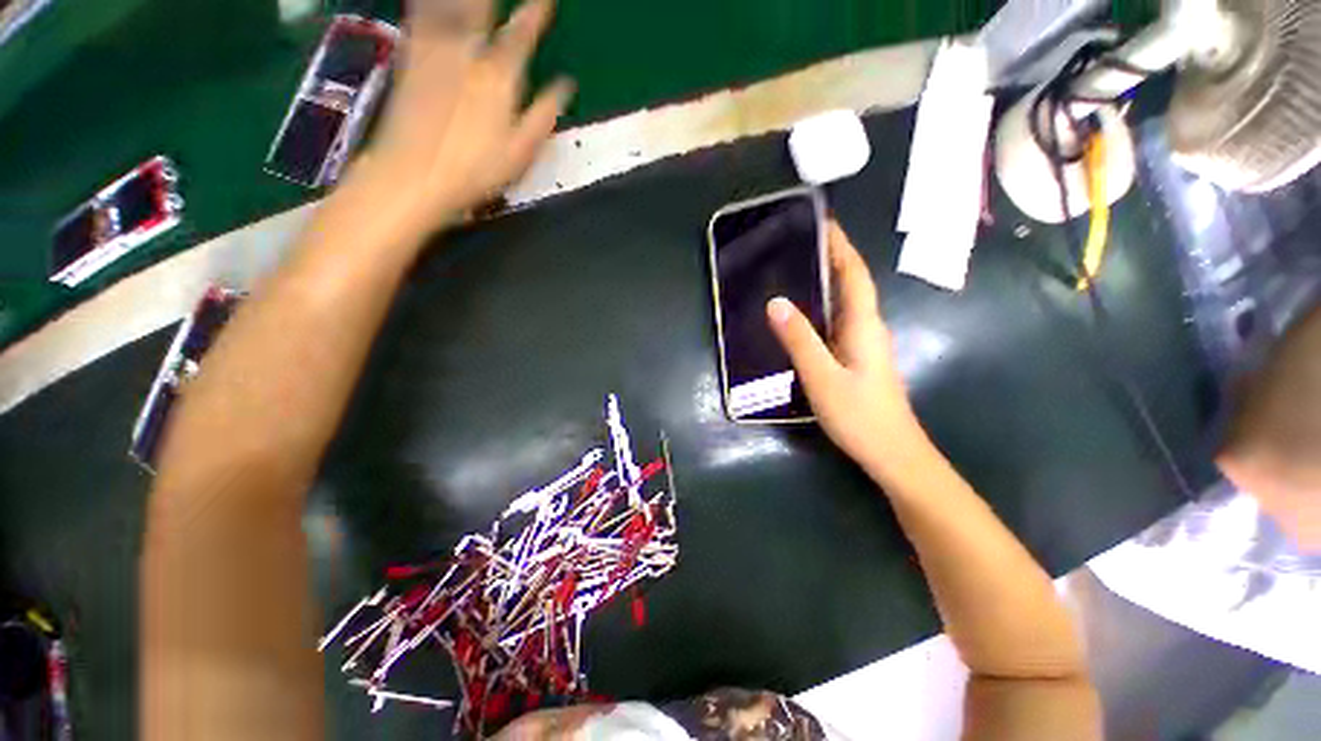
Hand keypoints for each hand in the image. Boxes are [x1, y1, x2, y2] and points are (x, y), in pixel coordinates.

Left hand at [345, 0, 573, 234]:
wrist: (415, 173)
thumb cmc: (476, 168)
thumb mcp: (521, 150)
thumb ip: (544, 114)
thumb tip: (566, 86)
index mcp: (498, 76)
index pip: (522, 34)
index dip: (536, 13)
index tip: (545, 1)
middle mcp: (467, 52)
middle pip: (481, 7)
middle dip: (493, 0)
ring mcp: (434, 50)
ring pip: (450, 5)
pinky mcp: (408, 57)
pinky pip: (419, 14)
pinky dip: (428, 4)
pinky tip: (431, 2)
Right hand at [767, 221, 922, 477]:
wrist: (892, 453)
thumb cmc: (859, 415)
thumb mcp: (822, 376)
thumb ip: (799, 340)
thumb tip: (776, 302)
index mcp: (864, 325)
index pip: (854, 274)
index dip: (841, 246)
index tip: (823, 222)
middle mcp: (868, 327)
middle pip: (851, 283)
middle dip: (832, 257)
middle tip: (800, 243)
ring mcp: (864, 344)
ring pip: (845, 302)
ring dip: (827, 281)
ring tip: (797, 270)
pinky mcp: (857, 358)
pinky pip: (839, 321)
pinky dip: (823, 307)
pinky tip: (803, 314)